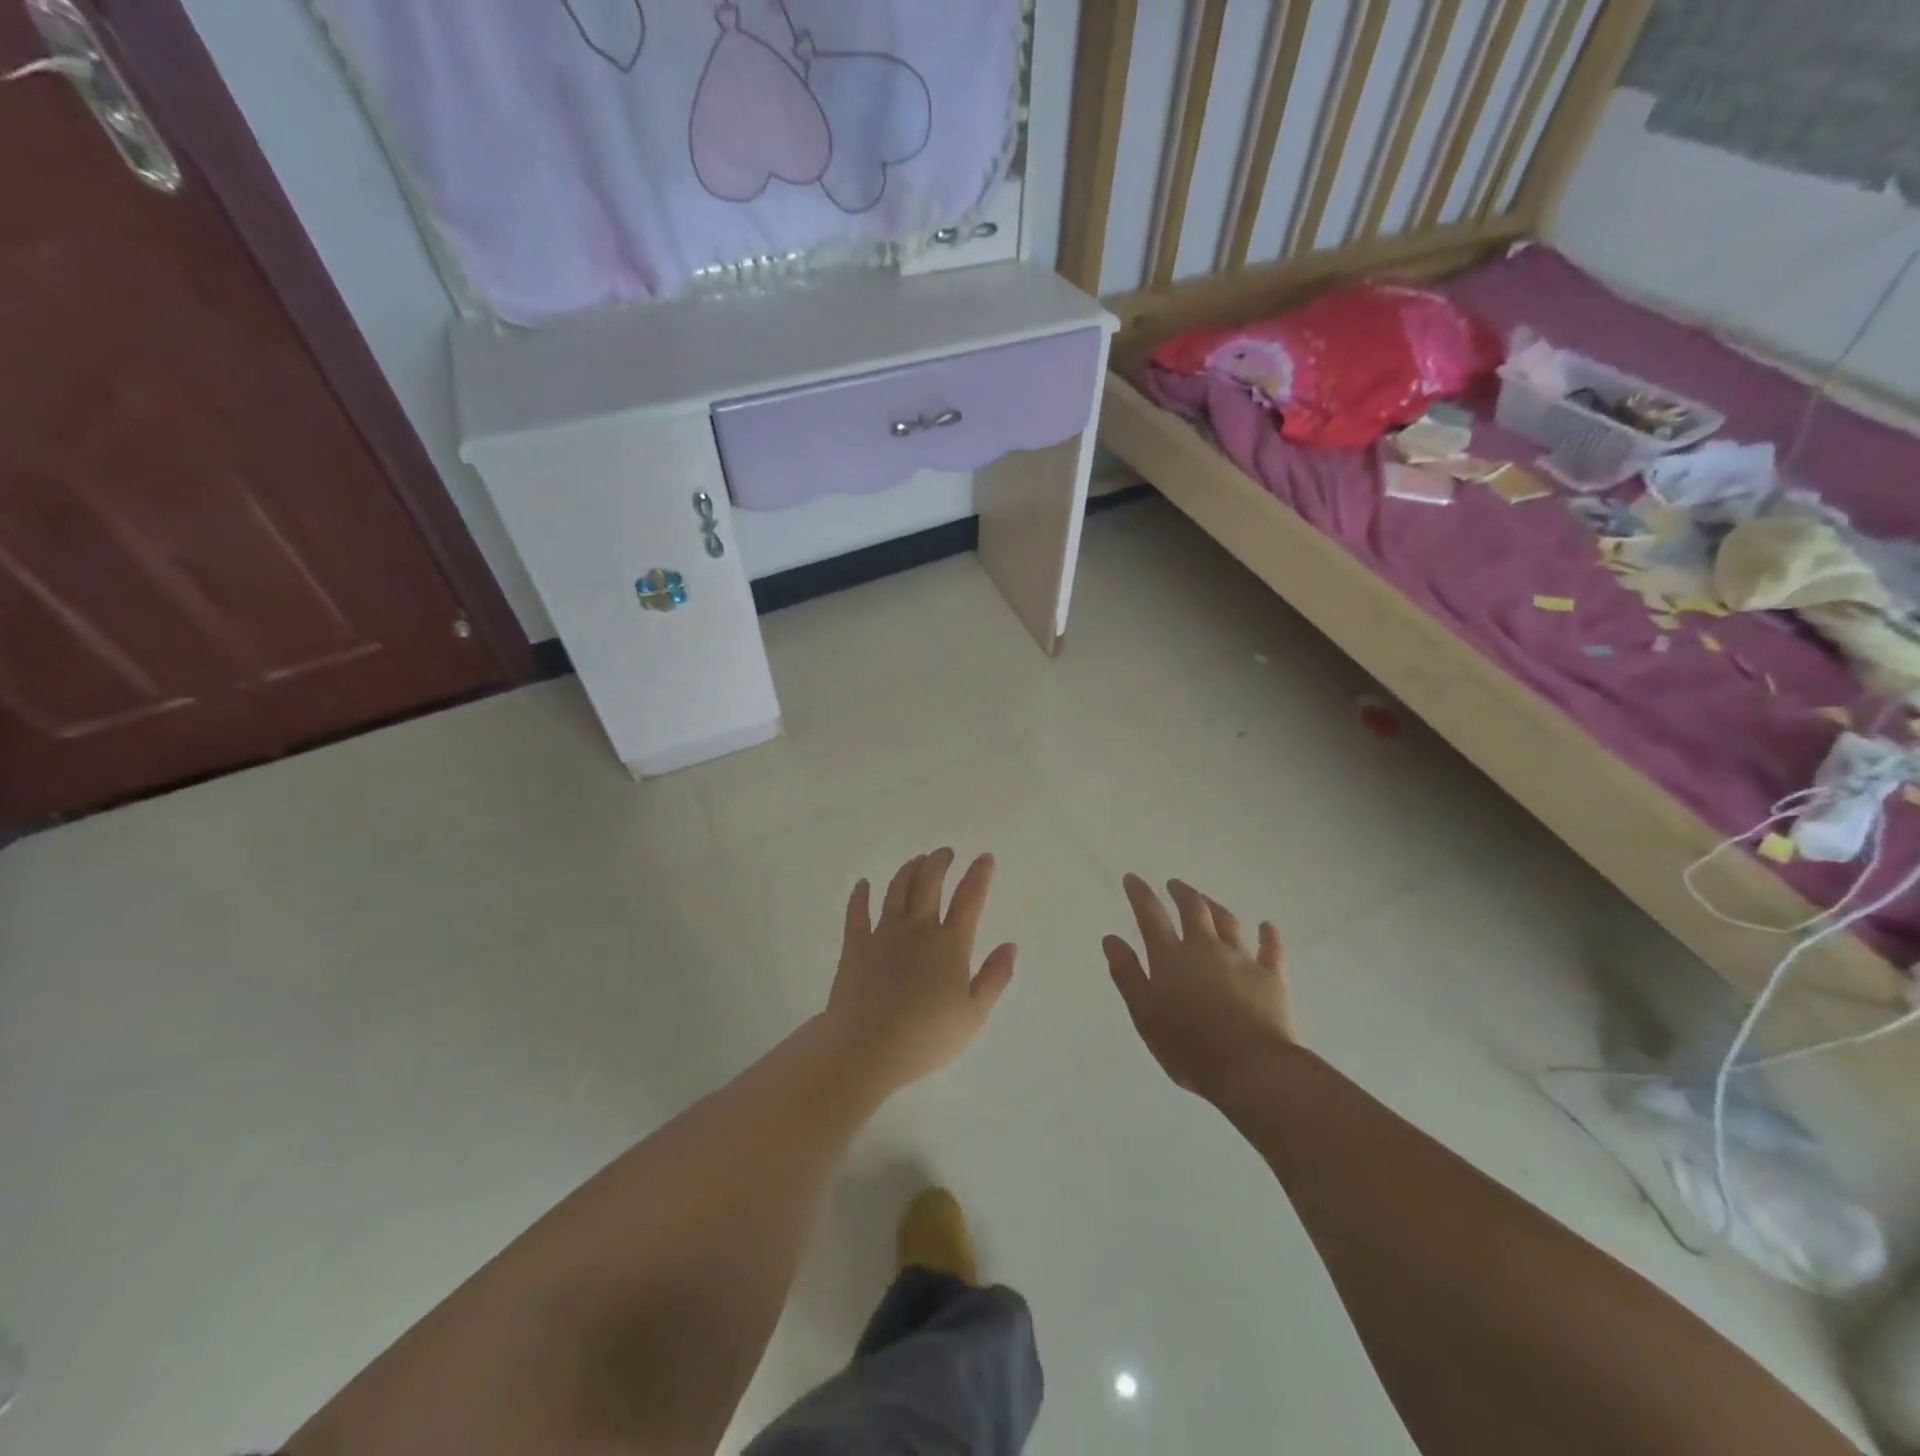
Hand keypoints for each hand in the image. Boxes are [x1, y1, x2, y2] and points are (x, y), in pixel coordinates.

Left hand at [824, 850, 1016, 1093]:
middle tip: (944, 852)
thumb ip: (994, 978)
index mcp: (950, 945)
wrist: (866, 1049)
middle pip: (929, 884)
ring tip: (916, 860)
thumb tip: (1010, 945)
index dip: (978, 876)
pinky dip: (860, 896)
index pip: (969, 900)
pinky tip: (863, 884)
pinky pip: (856, 913)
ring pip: (896, 891)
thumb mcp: (973, 1015)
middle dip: (939, 863)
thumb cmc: (926, 1037)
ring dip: (908, 871)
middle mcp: (918, 930)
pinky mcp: (855, 946)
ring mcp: (883, 934)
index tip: (984, 857)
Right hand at [1104, 875, 1295, 1105]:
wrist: (1253, 1069)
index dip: (1140, 894)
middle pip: (1194, 910)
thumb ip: (1128, 975)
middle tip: (1174, 885)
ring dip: (1215, 907)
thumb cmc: (1190, 1048)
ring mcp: (1241, 959)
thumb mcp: (1145, 1016)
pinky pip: (1270, 949)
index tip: (1132, 878)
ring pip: (1228, 922)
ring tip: (1208, 901)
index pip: (1151, 916)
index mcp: (1171, 958)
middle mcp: (1205, 949)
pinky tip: (1267, 926)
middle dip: (1182, 893)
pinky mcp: (1271, 977)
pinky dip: (1268, 935)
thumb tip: (1111, 939)